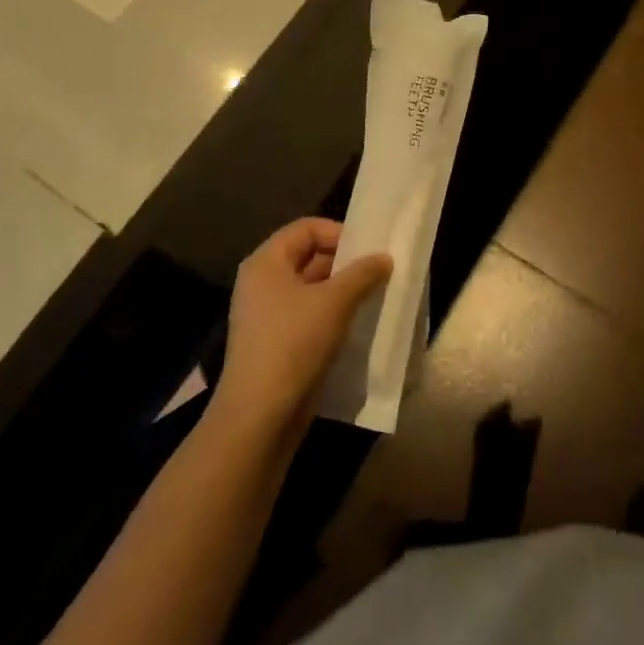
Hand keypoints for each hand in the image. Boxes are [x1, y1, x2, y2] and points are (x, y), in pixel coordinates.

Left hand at [211, 218, 390, 439]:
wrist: (259, 416)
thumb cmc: (294, 344)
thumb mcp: (334, 303)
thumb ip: (362, 274)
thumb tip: (384, 258)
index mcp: (266, 262)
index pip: (306, 228)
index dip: (339, 233)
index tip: (369, 250)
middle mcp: (261, 282)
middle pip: (308, 256)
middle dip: (344, 263)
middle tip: (379, 272)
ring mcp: (266, 314)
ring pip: (310, 289)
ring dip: (342, 291)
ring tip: (374, 297)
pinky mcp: (275, 343)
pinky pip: (307, 316)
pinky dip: (331, 315)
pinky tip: (357, 325)